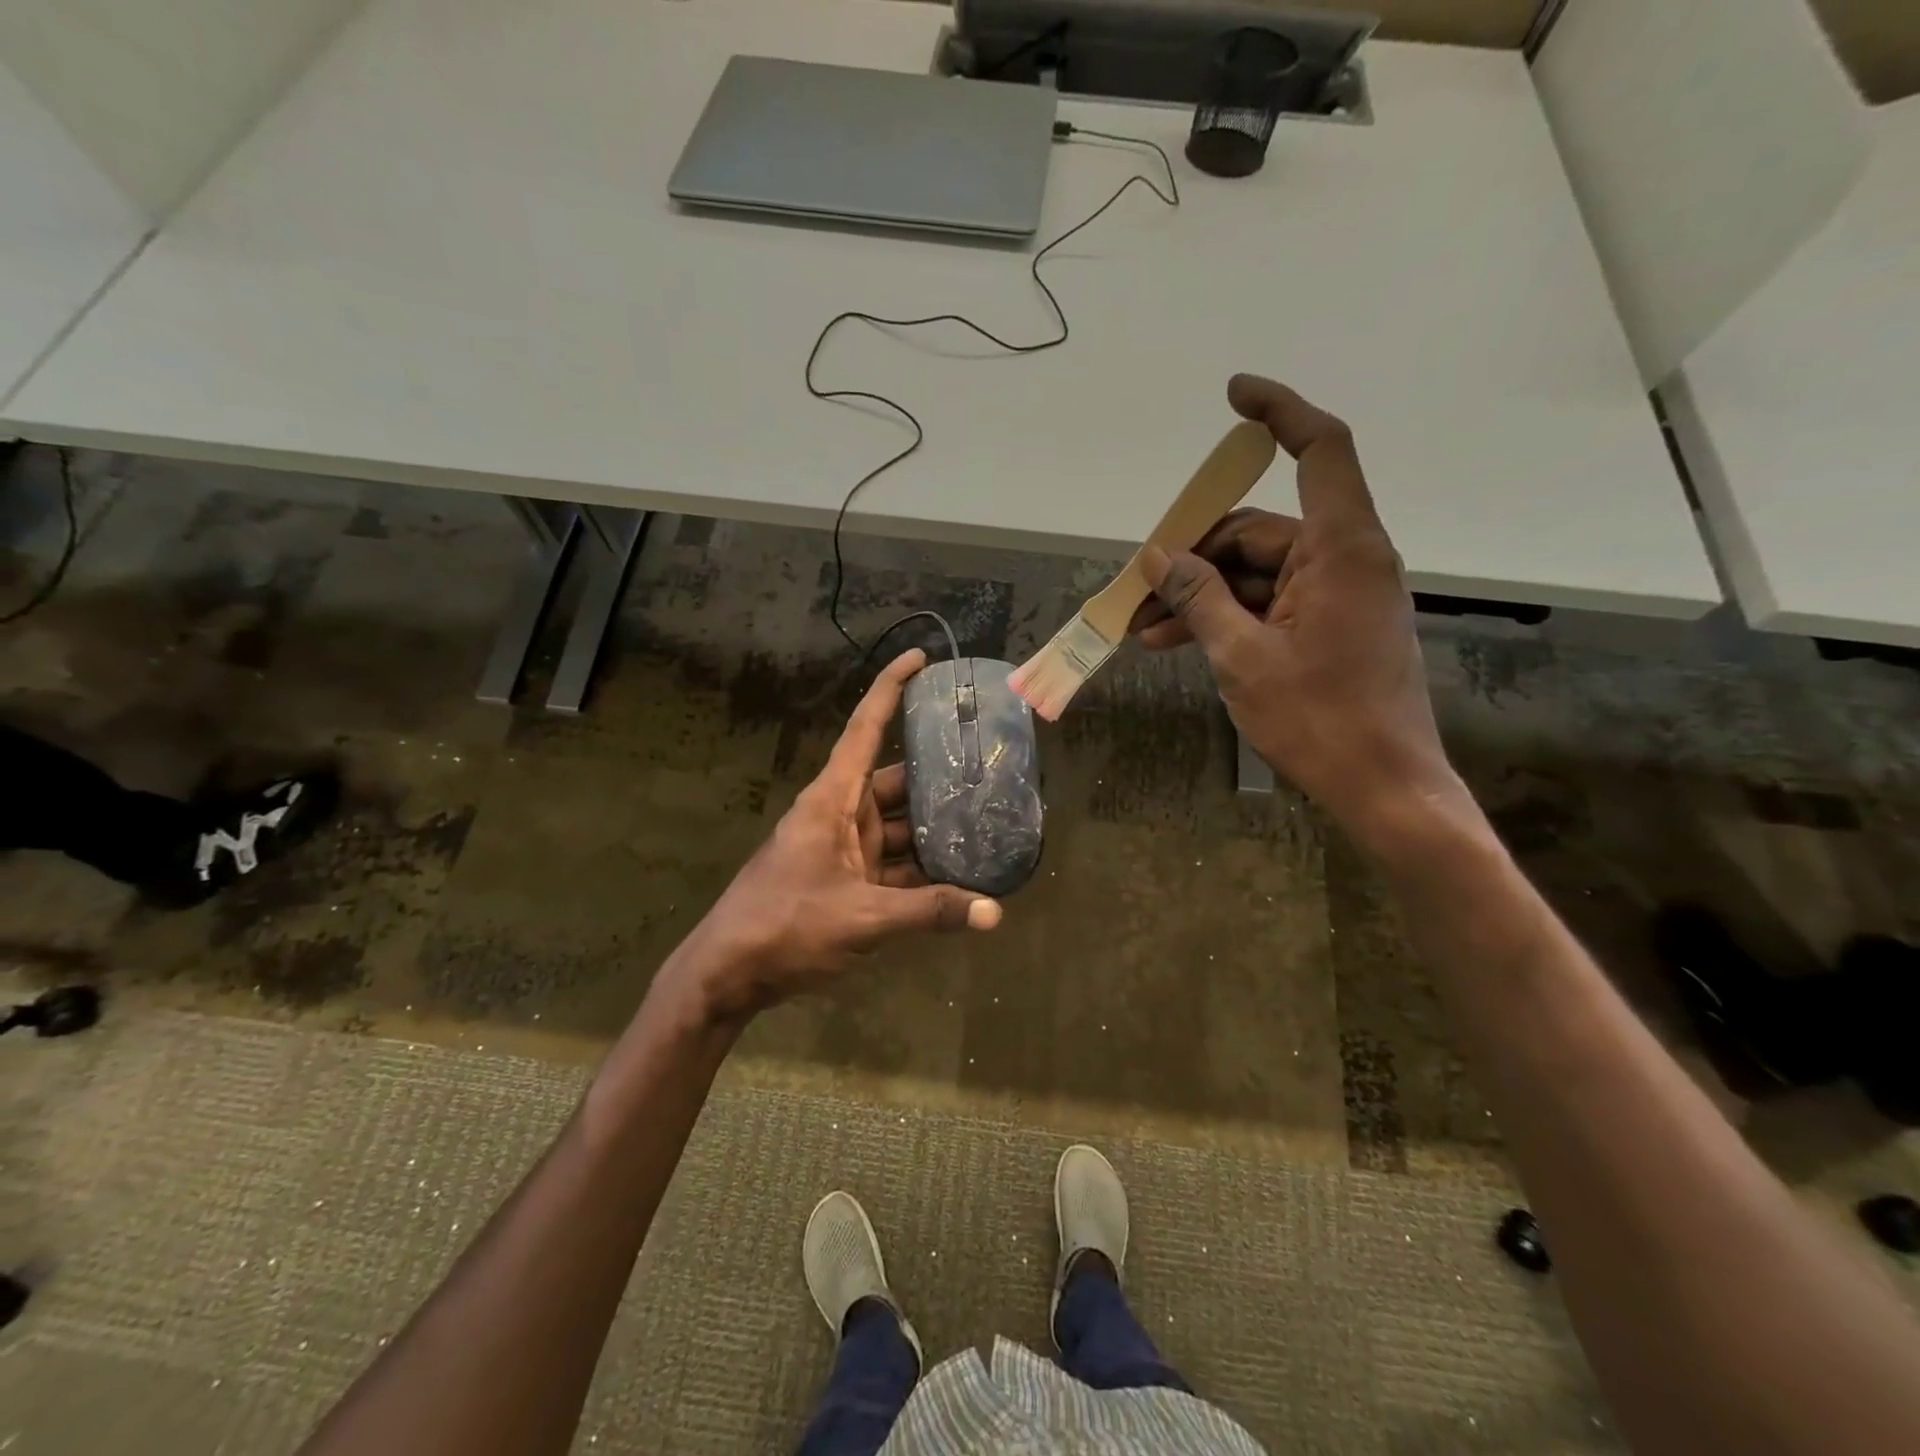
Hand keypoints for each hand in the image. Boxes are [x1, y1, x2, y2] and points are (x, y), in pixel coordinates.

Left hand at [679, 649, 1000, 1018]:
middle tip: (990, 766)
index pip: (866, 728)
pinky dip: (922, 869)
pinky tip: (961, 875)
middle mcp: (840, 813)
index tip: (921, 659)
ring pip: (898, 825)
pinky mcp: (847, 881)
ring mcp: (843, 849)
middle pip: (896, 780)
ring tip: (988, 821)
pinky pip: (892, 863)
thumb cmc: (785, 926)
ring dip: (935, 828)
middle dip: (938, 774)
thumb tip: (995, 913)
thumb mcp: (863, 917)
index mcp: (833, 799)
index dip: (891, 689)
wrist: (728, 975)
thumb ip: (929, 911)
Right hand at [1134, 374, 1457, 837]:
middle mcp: (1347, 559)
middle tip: (1138, 590)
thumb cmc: (1318, 720)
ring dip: (1202, 595)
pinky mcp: (1333, 626)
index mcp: (1342, 549)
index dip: (1280, 412)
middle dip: (1195, 556)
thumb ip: (1199, 597)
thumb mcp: (1242, 656)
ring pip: (1258, 573)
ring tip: (1146, 630)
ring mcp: (1340, 595)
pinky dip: (1228, 616)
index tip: (1233, 396)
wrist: (1383, 788)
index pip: (1320, 451)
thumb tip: (1159, 555)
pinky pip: (1271, 603)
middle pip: (1262, 529)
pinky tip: (1180, 641)